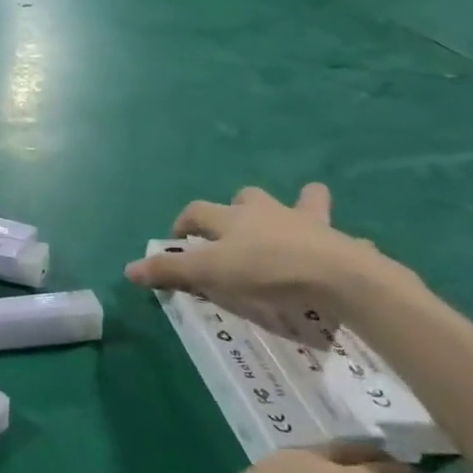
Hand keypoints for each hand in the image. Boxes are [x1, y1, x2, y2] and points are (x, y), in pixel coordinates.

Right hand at [125, 183, 387, 331]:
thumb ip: (171, 270)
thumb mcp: (210, 272)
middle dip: (239, 206)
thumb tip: (128, 269)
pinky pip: (343, 236)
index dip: (184, 222)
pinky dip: (341, 240)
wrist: (337, 275)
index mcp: (232, 218)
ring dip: (298, 206)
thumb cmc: (266, 270)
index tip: (178, 238)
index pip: (197, 211)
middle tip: (237, 228)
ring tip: (297, 219)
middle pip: (248, 197)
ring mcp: (308, 223)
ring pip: (303, 201)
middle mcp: (267, 212)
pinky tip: (344, 250)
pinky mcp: (342, 242)